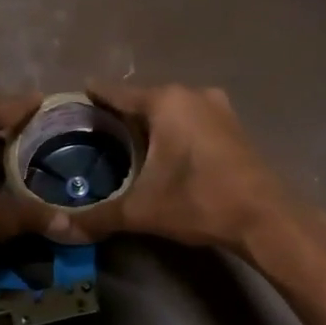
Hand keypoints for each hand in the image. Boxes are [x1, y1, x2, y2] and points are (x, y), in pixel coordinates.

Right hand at [50, 84, 302, 253]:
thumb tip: (59, 230)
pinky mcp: (233, 127)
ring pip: (171, 111)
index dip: (92, 99)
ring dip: (149, 124)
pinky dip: (173, 131)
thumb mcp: (141, 210)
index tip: (71, 103)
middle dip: (120, 114)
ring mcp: (218, 108)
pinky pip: (191, 121)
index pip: (116, 93)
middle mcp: (192, 95)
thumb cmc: (199, 201)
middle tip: (92, 132)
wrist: (265, 217)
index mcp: (166, 103)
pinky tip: (162, 152)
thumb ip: (98, 217)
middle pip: (144, 100)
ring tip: (122, 143)